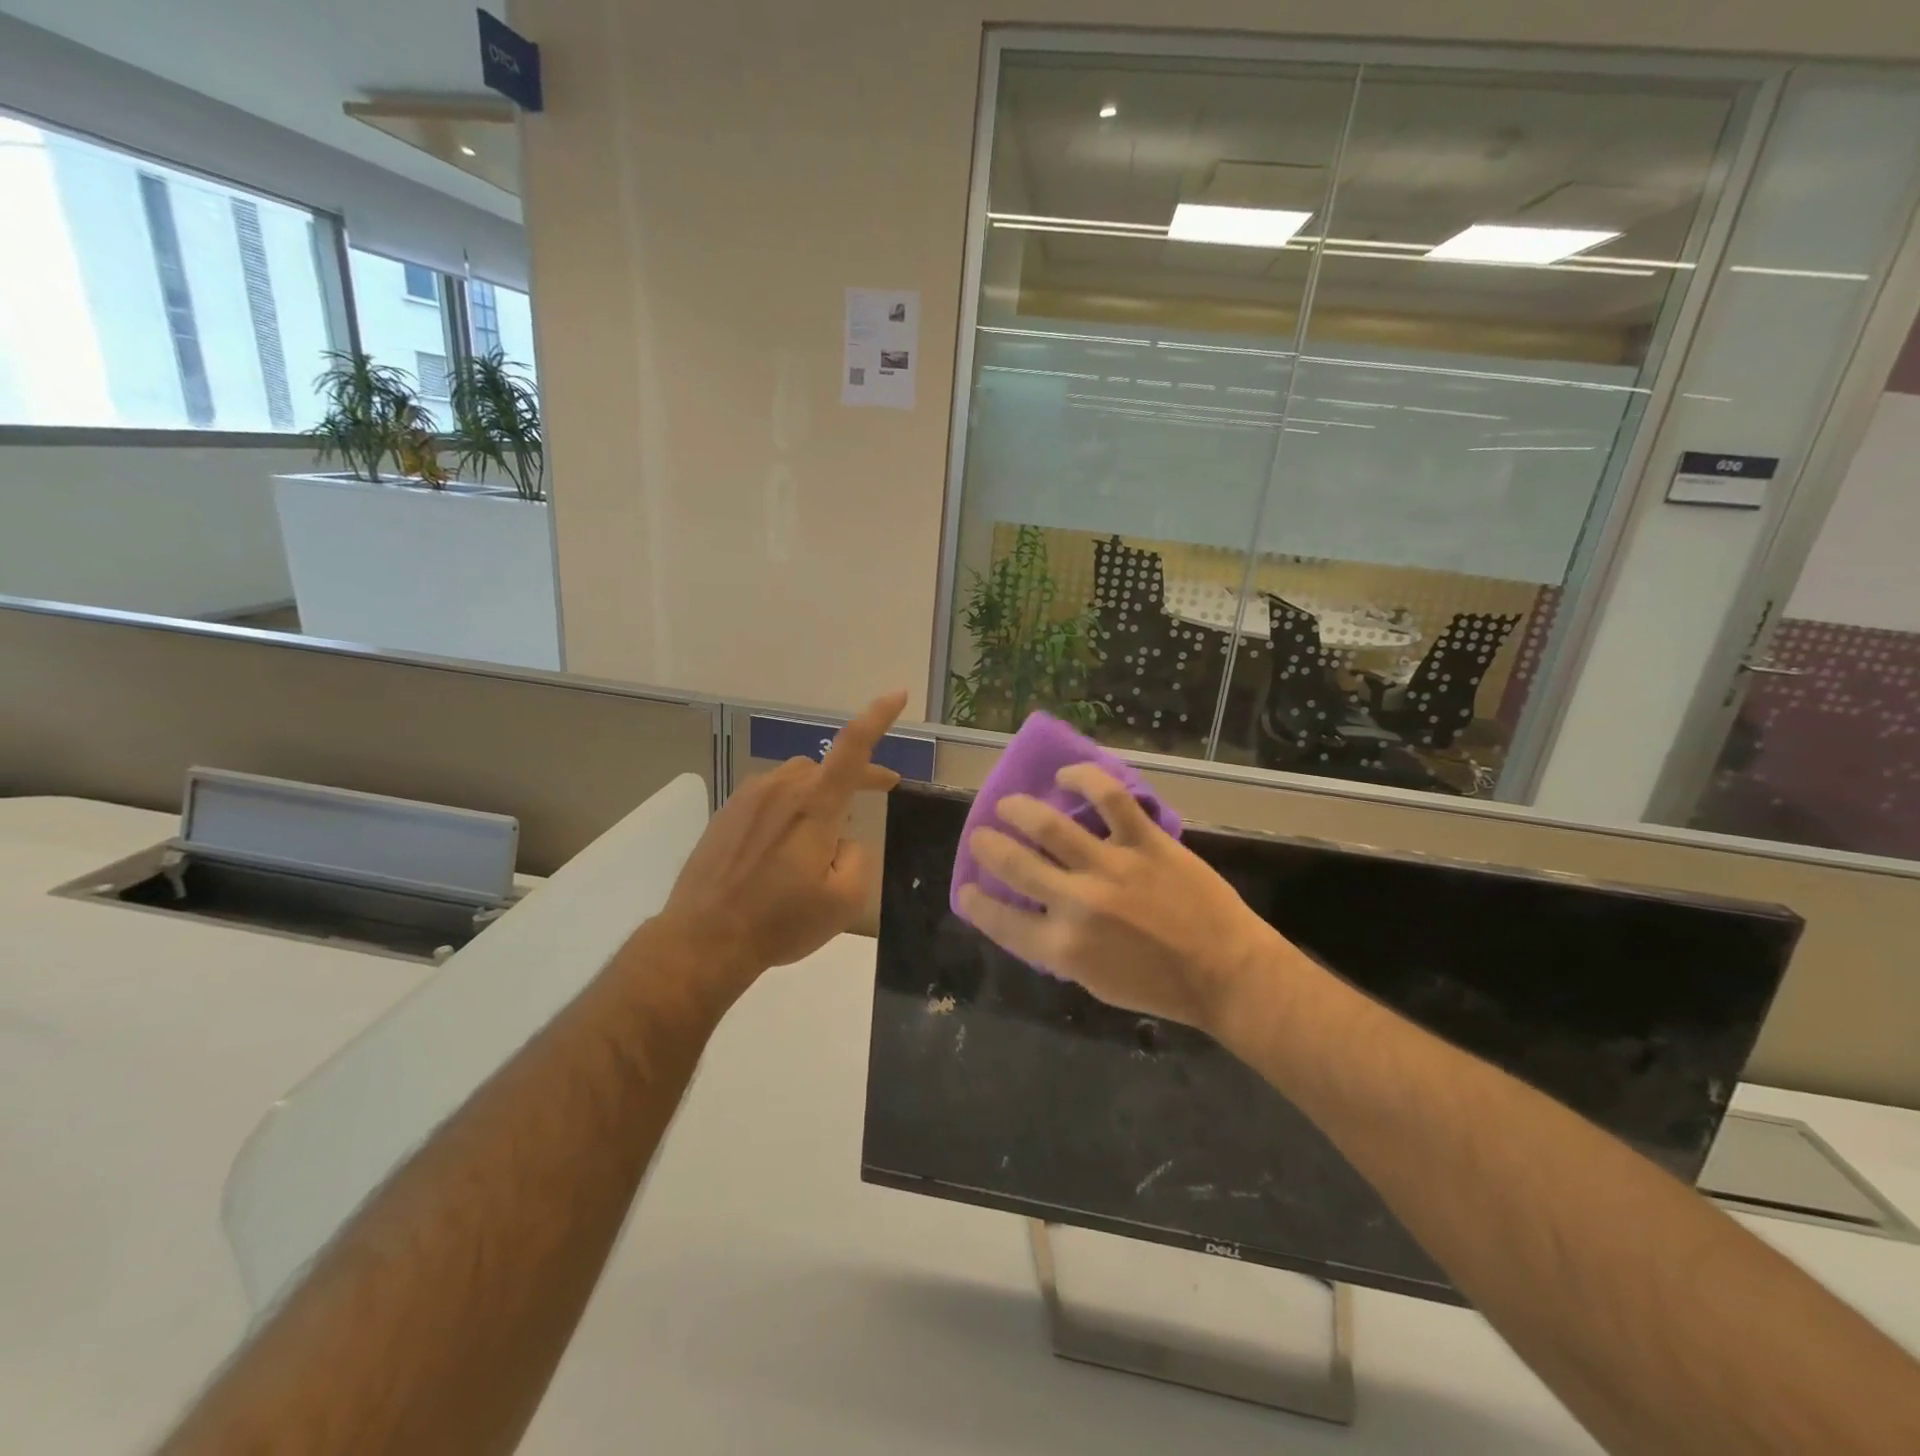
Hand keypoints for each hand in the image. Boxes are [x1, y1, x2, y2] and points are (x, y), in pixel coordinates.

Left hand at [659, 691, 906, 998]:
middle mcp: (780, 788)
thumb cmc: (780, 921)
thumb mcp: (844, 900)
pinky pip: (769, 796)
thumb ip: (858, 857)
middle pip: (827, 767)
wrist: (703, 939)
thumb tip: (842, 840)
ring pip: (797, 780)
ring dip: (819, 795)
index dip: (878, 717)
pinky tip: (783, 846)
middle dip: (856, 777)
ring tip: (823, 833)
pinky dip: (788, 809)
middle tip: (878, 794)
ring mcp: (748, 797)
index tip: (897, 694)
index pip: (853, 746)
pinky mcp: (726, 812)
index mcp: (814, 804)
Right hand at [957, 765, 1288, 1036]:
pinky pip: (1110, 798)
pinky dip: (1084, 779)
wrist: (1226, 973)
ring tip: (1008, 803)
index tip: (967, 889)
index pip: (1001, 920)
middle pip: (1014, 864)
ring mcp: (1112, 867)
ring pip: (1050, 825)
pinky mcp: (1146, 841)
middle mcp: (1078, 903)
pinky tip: (1067, 777)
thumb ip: (1058, 947)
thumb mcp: (1094, 981)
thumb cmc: (1159, 987)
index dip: (976, 902)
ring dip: (1019, 809)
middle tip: (981, 836)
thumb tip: (1036, 915)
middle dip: (988, 846)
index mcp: (1063, 947)